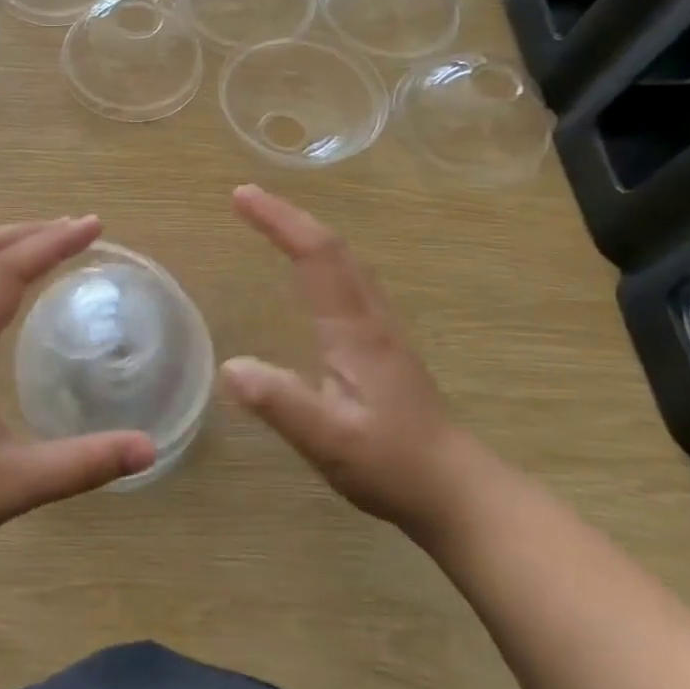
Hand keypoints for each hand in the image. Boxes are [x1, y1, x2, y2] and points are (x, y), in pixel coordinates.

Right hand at [221, 185, 480, 537]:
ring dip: (307, 233)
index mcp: (355, 331)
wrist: (459, 492)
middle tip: (247, 199)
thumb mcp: (330, 440)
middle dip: (289, 216)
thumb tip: (230, 365)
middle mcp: (370, 319)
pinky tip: (309, 273)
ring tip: (271, 223)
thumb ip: (281, 403)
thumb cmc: (394, 465)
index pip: (317, 256)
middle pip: (333, 248)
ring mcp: (381, 331)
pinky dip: (321, 259)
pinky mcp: (383, 347)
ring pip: (345, 262)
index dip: (280, 221)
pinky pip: (348, 281)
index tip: (241, 196)